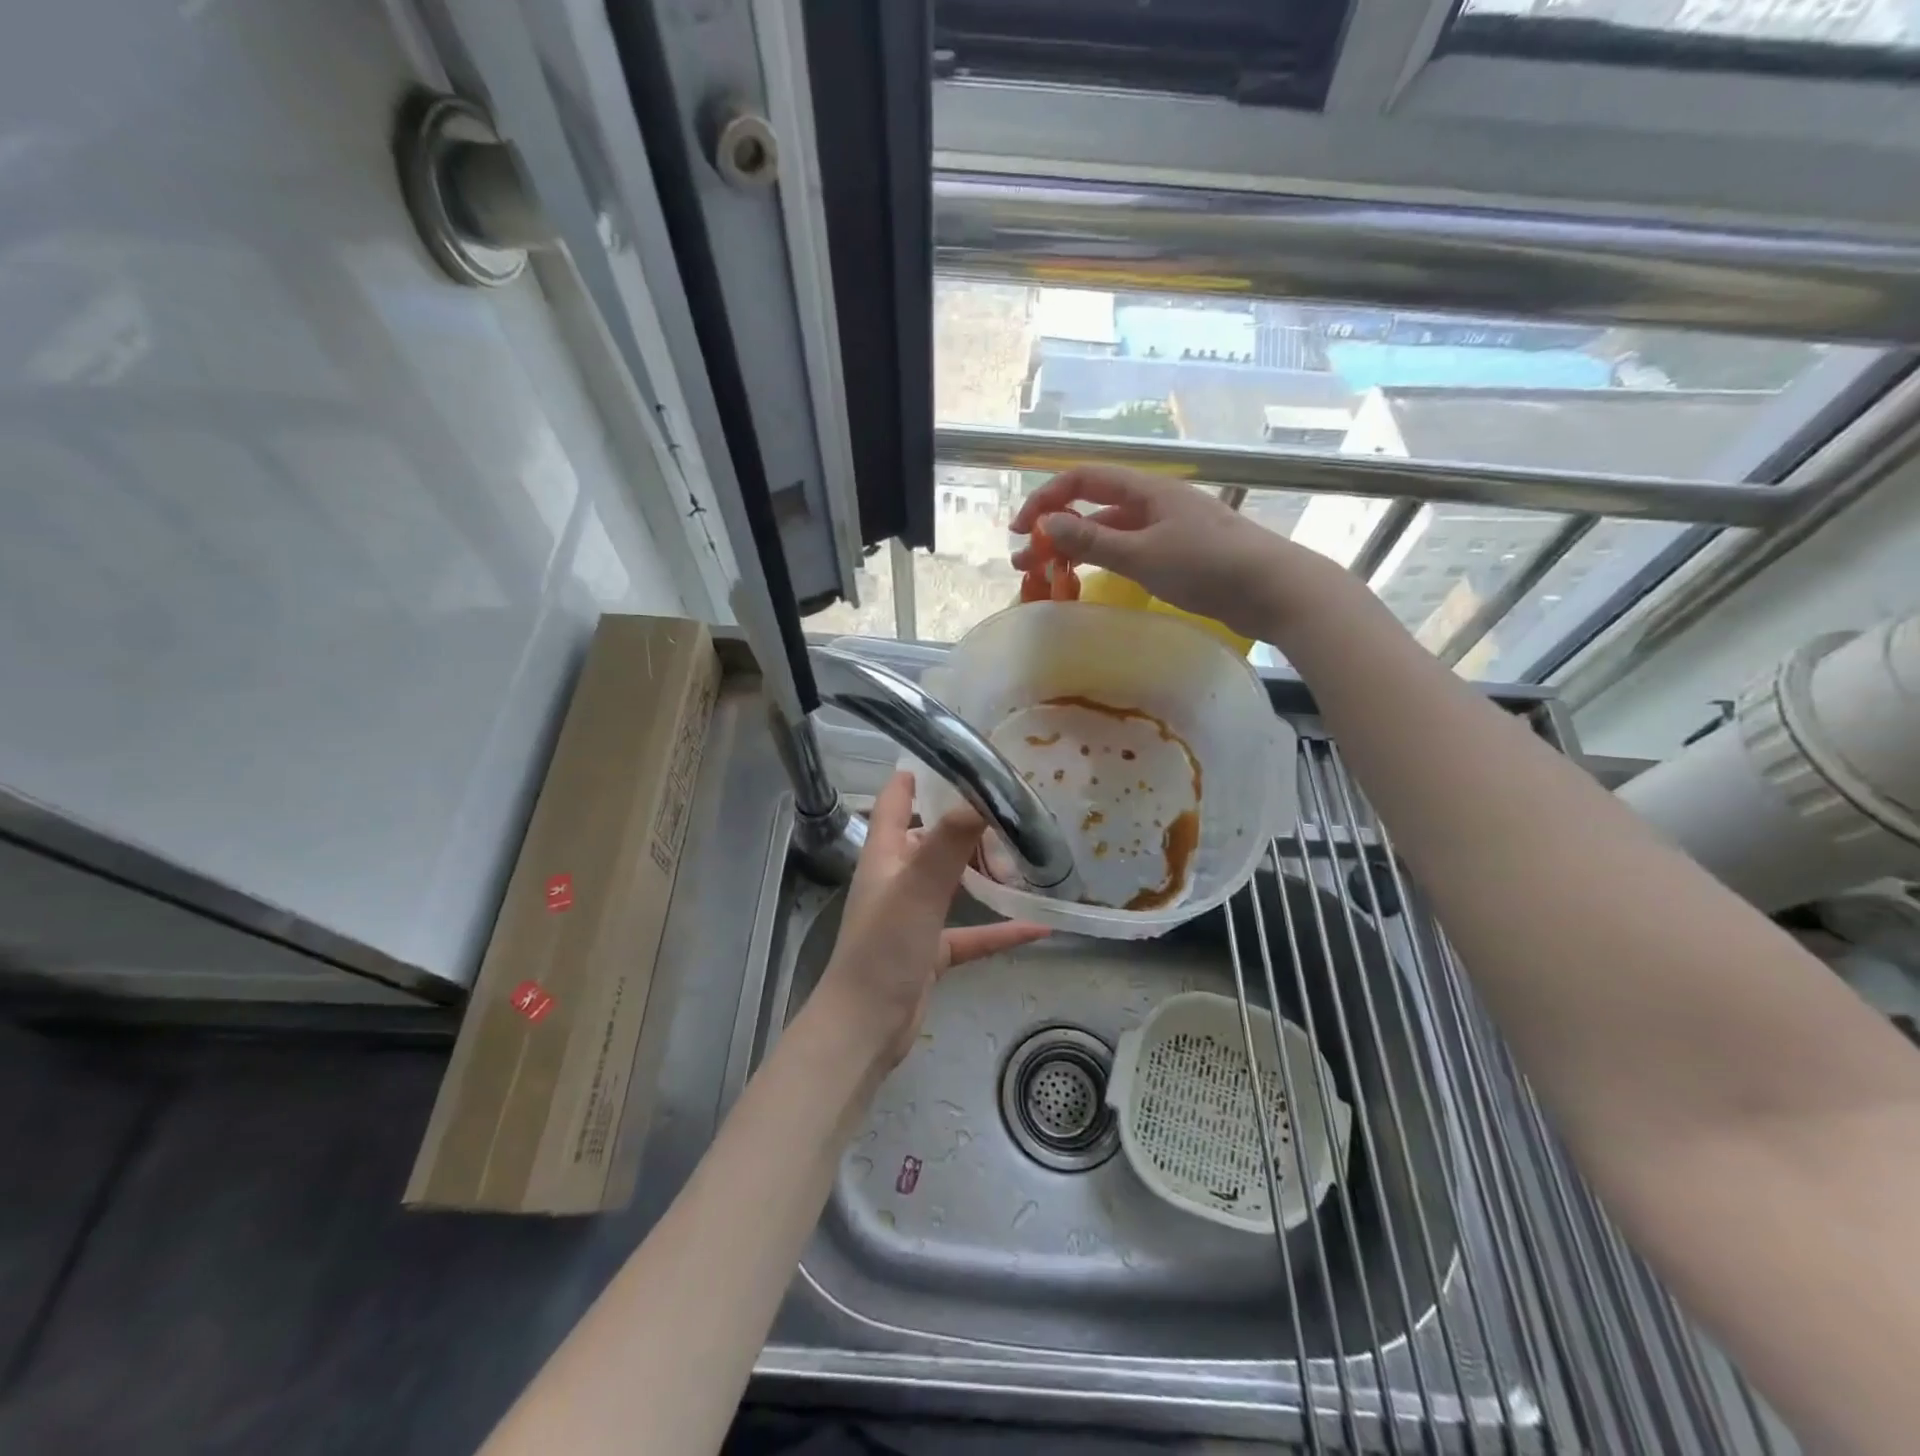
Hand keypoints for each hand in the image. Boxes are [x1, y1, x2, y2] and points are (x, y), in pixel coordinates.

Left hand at [809, 771, 1050, 1068]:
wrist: (866, 1027)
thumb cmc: (884, 949)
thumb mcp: (918, 889)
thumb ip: (949, 842)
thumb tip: (982, 796)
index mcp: (885, 855)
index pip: (895, 801)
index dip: (916, 775)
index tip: (951, 753)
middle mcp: (898, 879)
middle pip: (932, 838)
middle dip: (966, 823)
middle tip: (1011, 808)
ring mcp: (914, 916)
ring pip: (954, 881)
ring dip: (984, 871)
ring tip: (1027, 855)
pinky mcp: (930, 950)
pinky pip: (972, 932)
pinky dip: (1000, 928)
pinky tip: (1038, 926)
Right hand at [1009, 465, 1355, 641]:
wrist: (1272, 589)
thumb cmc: (1208, 566)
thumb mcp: (1143, 554)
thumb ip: (1093, 540)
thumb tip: (1046, 524)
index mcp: (1147, 490)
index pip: (1083, 480)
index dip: (1047, 499)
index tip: (1021, 529)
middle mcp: (1154, 503)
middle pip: (1093, 506)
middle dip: (1055, 529)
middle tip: (1025, 560)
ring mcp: (1167, 529)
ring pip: (1110, 533)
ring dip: (1076, 549)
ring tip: (1047, 576)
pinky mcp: (1178, 555)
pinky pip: (1128, 551)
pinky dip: (1103, 563)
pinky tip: (1090, 581)